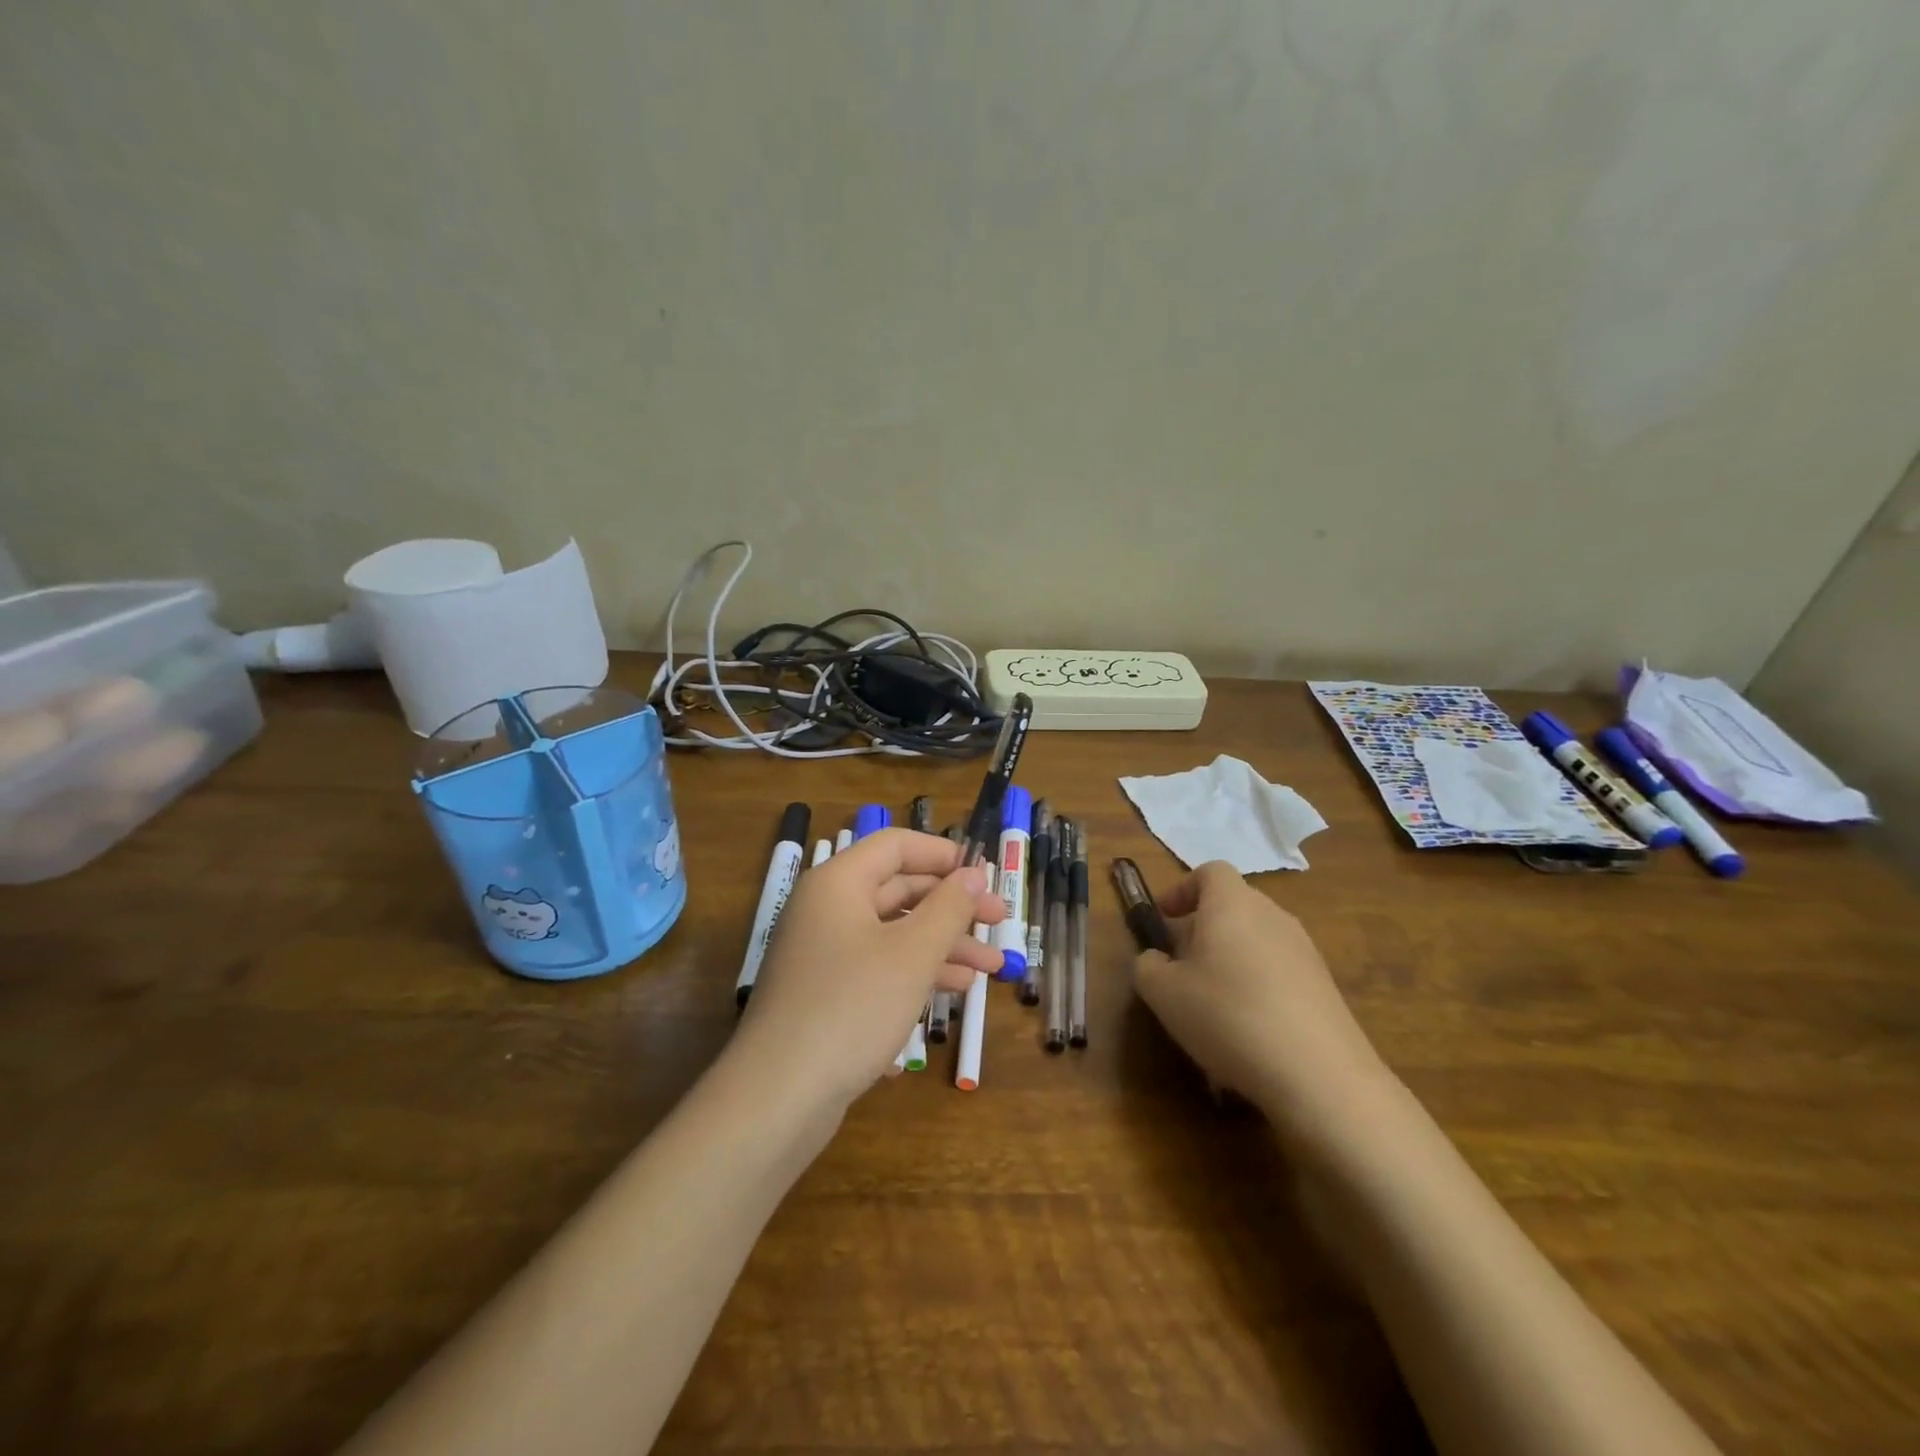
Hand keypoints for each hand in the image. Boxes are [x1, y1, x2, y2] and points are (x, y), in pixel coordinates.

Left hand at [736, 829, 1004, 1110]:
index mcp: (839, 884)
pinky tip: (948, 1000)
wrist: (778, 1097)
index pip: (896, 846)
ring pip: (892, 935)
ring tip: (990, 971)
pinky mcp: (823, 995)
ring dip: (942, 948)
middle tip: (999, 924)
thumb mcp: (912, 954)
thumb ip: (949, 908)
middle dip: (952, 908)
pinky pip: (876, 970)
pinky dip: (913, 977)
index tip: (985, 875)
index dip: (943, 855)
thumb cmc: (852, 1007)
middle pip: (898, 891)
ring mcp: (822, 955)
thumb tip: (974, 873)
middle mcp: (826, 910)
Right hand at [1133, 861, 1390, 1139]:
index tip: (1163, 919)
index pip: (1210, 872)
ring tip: (1212, 1002)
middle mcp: (1273, 915)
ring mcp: (1305, 951)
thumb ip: (1148, 966)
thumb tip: (1156, 959)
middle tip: (1180, 964)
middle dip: (1203, 928)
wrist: (1320, 1075)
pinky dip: (1258, 986)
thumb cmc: (1228, 1016)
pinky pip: (1279, 972)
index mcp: (1232, 904)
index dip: (1182, 889)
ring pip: (1257, 939)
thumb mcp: (1163, 993)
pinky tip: (1248, 1031)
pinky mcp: (1325, 987)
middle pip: (1234, 905)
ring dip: (1230, 959)